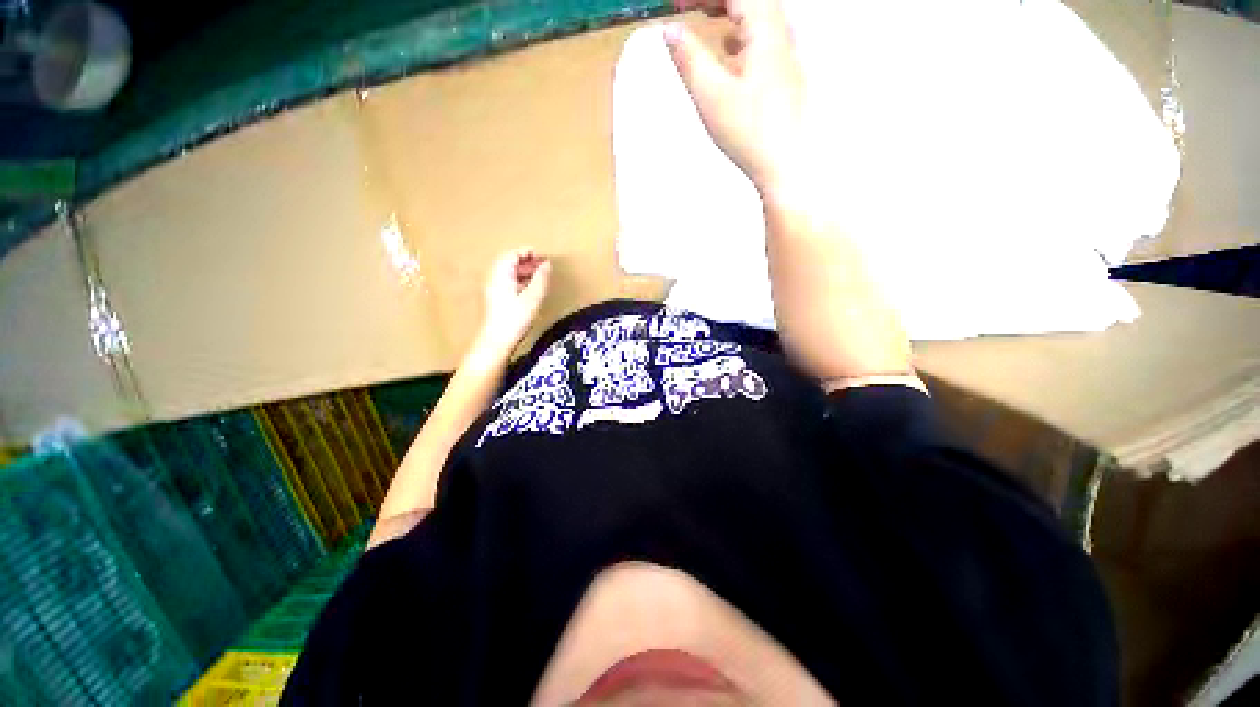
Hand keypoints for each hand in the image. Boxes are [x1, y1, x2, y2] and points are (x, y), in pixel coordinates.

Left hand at [479, 248, 551, 352]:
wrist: (497, 341)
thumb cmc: (515, 319)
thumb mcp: (532, 297)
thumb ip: (540, 279)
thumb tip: (547, 264)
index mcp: (501, 275)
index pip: (512, 255)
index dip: (528, 252)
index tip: (543, 256)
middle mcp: (495, 279)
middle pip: (510, 262)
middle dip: (528, 261)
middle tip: (545, 265)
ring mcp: (495, 289)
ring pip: (510, 273)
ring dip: (525, 271)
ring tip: (541, 276)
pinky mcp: (497, 300)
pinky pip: (510, 283)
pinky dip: (522, 281)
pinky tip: (532, 289)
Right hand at [664, 0, 805, 193]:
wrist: (785, 166)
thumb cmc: (748, 132)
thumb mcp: (711, 96)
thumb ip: (689, 59)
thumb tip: (670, 30)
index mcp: (766, 32)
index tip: (675, 4)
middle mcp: (782, 36)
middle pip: (752, 0)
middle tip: (688, 7)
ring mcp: (787, 57)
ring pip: (759, 18)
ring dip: (730, 11)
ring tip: (706, 16)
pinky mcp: (785, 77)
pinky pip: (763, 40)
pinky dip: (741, 34)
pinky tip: (729, 50)